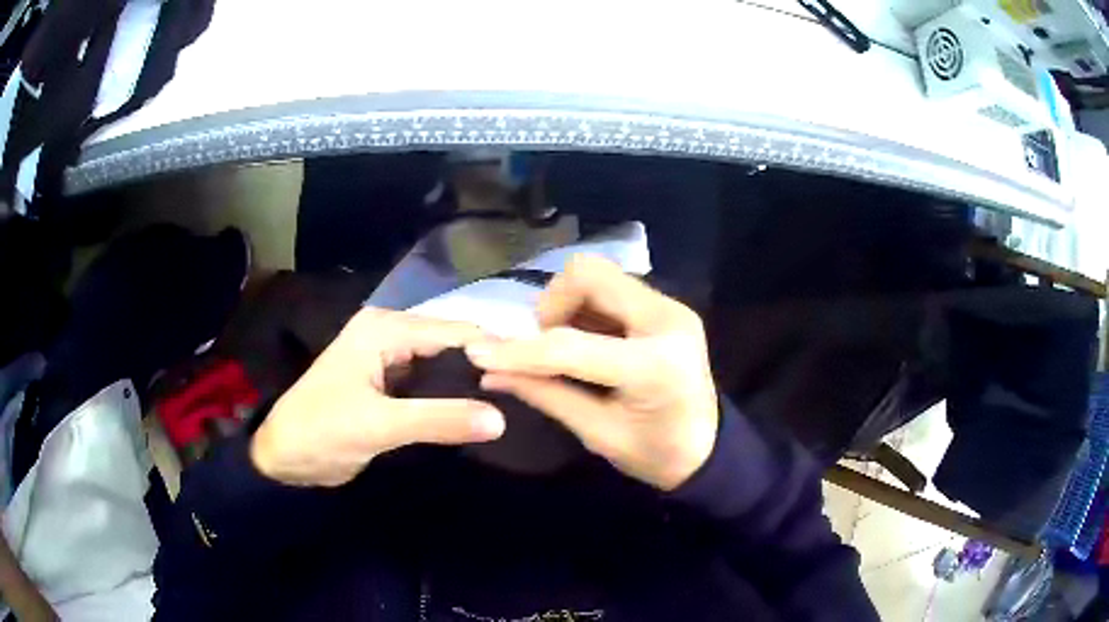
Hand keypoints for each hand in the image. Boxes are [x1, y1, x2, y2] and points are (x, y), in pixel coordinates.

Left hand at [251, 308, 504, 486]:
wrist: (283, 458)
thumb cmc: (321, 431)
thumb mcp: (378, 425)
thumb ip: (438, 420)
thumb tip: (501, 419)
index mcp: (384, 330)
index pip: (454, 332)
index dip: (493, 352)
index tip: (534, 376)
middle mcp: (390, 335)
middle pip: (452, 345)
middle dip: (485, 367)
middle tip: (529, 393)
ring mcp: (390, 360)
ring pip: (443, 366)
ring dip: (472, 384)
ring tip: (515, 402)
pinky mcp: (390, 386)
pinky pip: (431, 386)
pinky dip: (453, 398)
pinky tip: (479, 412)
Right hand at [465, 255, 718, 490]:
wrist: (709, 448)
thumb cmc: (657, 454)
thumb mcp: (597, 433)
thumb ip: (545, 395)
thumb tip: (490, 373)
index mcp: (655, 365)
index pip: (571, 346)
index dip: (519, 350)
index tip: (479, 353)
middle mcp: (667, 319)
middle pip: (588, 275)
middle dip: (551, 306)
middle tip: (544, 346)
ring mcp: (670, 306)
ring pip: (598, 275)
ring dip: (568, 305)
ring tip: (567, 347)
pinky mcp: (667, 306)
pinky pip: (612, 288)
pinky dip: (586, 309)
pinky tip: (590, 341)